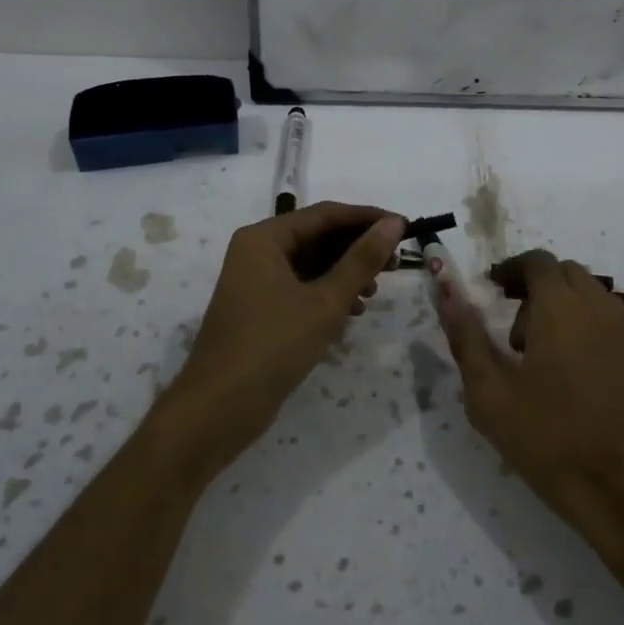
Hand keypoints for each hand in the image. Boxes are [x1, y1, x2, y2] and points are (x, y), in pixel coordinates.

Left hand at [156, 203, 405, 480]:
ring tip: (374, 294)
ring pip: (312, 265)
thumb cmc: (272, 345)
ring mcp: (257, 282)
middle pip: (318, 238)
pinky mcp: (261, 310)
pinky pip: (302, 289)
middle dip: (358, 250)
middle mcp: (258, 252)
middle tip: (396, 265)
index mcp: (265, 238)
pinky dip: (329, 295)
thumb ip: (362, 260)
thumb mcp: (325, 301)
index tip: (405, 227)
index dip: (367, 218)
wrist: (218, 410)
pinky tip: (352, 314)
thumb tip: (393, 223)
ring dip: (346, 275)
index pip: (325, 215)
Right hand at [435, 250, 623, 562]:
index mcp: (561, 307)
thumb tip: (446, 291)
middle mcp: (601, 307)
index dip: (511, 270)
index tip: (492, 294)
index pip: (537, 261)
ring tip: (545, 358)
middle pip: (566, 274)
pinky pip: (613, 321)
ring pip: (592, 295)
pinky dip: (590, 327)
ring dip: (565, 307)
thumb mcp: (491, 395)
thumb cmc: (553, 442)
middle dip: (536, 289)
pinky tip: (578, 376)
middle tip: (514, 334)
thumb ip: (466, 337)